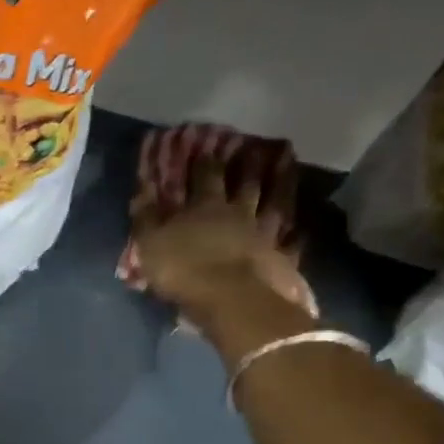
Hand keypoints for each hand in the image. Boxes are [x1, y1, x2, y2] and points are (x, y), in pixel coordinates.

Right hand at [129, 124, 315, 334]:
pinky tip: (301, 226)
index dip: (205, 159)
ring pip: (274, 202)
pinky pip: (291, 241)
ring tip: (287, 163)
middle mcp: (238, 212)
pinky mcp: (281, 258)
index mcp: (205, 207)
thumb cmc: (184, 270)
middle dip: (247, 163)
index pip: (205, 176)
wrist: (232, 300)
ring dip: (280, 183)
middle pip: (245, 183)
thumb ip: (146, 216)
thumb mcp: (151, 243)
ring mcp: (264, 234)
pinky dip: (296, 233)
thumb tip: (143, 188)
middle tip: (254, 145)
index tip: (207, 142)